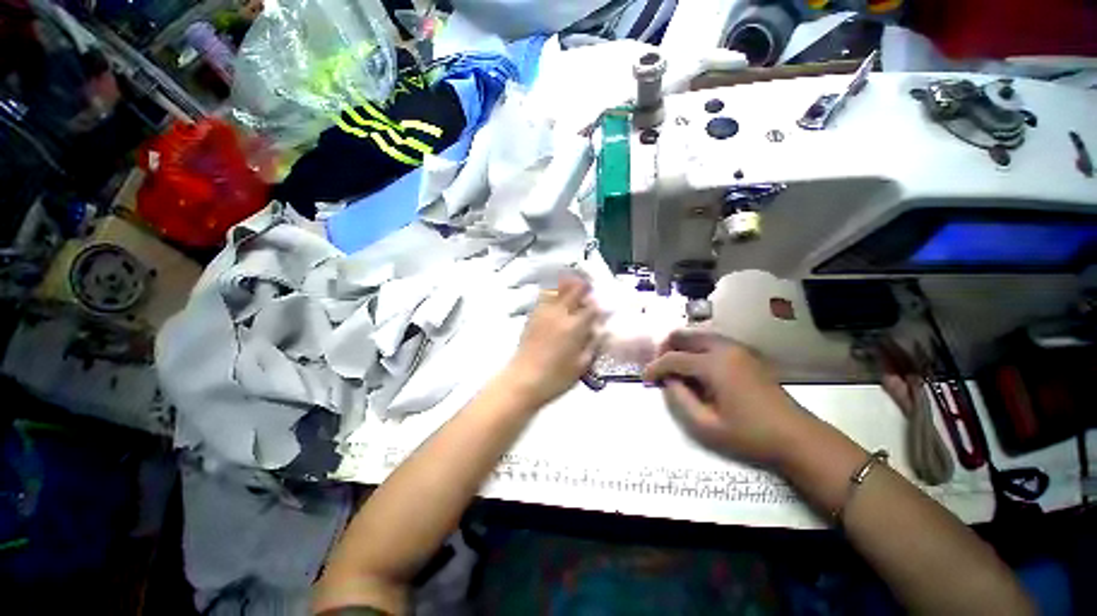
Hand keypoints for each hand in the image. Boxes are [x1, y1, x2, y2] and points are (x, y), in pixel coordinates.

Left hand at [503, 273, 601, 407]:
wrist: (523, 381)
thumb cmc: (556, 378)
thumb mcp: (582, 365)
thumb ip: (593, 345)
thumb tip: (600, 331)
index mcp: (574, 326)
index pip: (592, 306)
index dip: (599, 304)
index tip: (603, 307)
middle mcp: (560, 314)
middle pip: (574, 289)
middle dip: (584, 287)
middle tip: (590, 290)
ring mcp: (544, 312)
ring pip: (557, 288)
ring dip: (568, 285)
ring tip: (574, 287)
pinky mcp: (532, 316)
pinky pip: (544, 296)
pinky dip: (554, 292)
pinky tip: (557, 298)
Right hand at [643, 329, 807, 465]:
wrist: (796, 436)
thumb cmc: (749, 435)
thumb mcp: (706, 426)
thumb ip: (679, 399)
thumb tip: (667, 381)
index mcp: (714, 365)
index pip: (673, 358)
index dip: (655, 367)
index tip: (645, 378)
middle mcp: (724, 348)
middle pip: (684, 335)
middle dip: (666, 349)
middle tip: (660, 369)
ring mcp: (737, 348)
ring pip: (698, 335)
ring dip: (681, 347)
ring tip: (676, 369)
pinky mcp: (745, 353)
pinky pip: (712, 341)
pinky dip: (697, 348)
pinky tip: (698, 368)